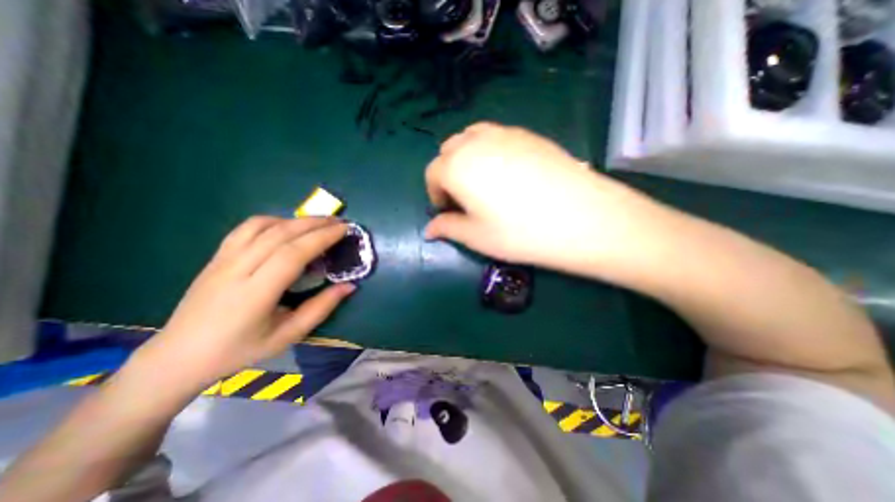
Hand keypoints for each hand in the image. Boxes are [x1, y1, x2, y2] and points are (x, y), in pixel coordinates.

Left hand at [129, 218, 352, 390]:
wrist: (179, 356)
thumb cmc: (240, 350)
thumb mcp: (288, 335)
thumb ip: (321, 308)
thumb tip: (350, 286)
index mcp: (255, 293)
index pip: (293, 253)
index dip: (321, 237)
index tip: (344, 230)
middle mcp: (237, 269)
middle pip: (280, 234)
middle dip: (315, 223)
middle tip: (340, 221)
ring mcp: (223, 259)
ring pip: (262, 226)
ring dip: (296, 220)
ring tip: (318, 222)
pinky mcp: (217, 256)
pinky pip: (246, 229)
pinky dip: (273, 221)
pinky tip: (287, 227)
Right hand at [424, 122, 659, 275]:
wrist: (581, 217)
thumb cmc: (519, 232)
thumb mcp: (476, 237)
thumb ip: (447, 228)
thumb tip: (429, 231)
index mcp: (456, 166)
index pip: (432, 174)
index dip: (435, 194)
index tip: (447, 211)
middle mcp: (475, 141)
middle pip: (449, 151)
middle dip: (448, 173)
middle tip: (463, 198)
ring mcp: (504, 133)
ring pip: (471, 138)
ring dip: (467, 158)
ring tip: (482, 183)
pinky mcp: (529, 134)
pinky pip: (496, 136)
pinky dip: (489, 151)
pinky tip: (507, 174)